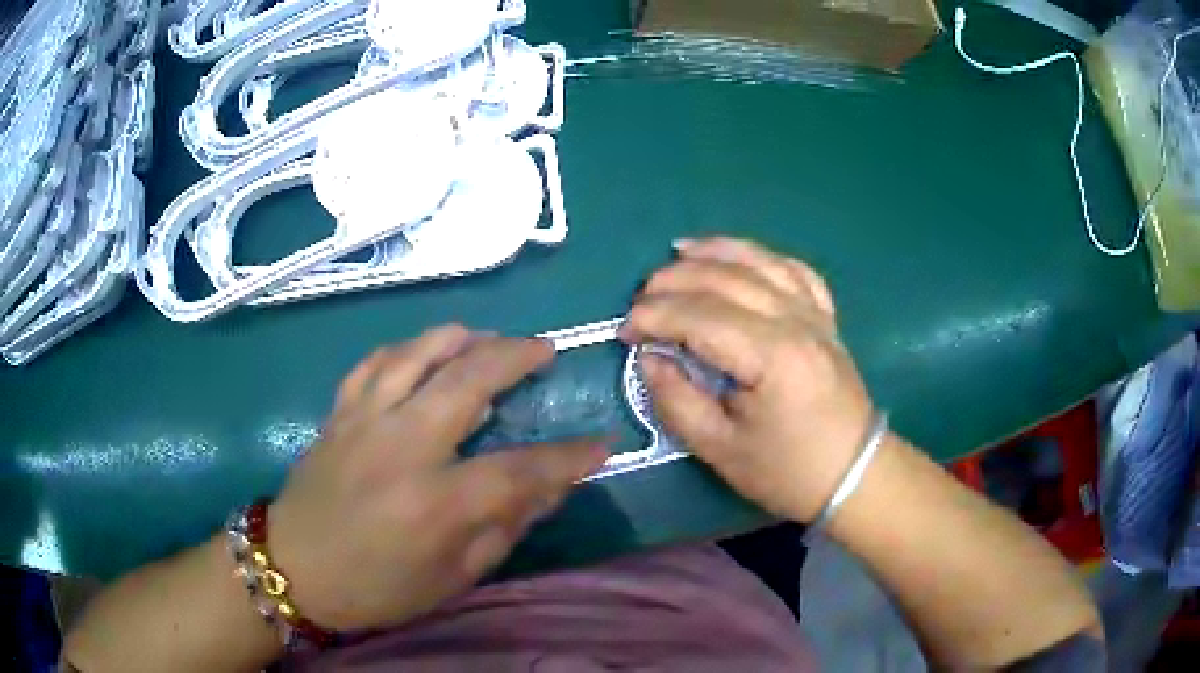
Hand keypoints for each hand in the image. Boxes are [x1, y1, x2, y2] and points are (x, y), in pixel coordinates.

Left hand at [267, 327, 607, 630]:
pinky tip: (427, 350)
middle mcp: (401, 447)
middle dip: (516, 356)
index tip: (600, 445)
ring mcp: (365, 421)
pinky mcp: (340, 412)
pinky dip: (409, 348)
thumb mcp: (451, 579)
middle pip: (469, 379)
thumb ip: (502, 530)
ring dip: (463, 337)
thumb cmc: (376, 587)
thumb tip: (549, 490)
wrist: (294, 568)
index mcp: (435, 503)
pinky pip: (376, 362)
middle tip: (545, 350)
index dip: (567, 458)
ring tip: (491, 338)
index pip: (520, 470)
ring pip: (419, 353)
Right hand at [620, 237, 873, 522]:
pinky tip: (741, 257)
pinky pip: (795, 271)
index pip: (701, 317)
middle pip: (727, 279)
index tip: (624, 332)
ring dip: (716, 251)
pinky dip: (763, 257)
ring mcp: (816, 315)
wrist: (853, 474)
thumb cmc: (787, 471)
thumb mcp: (720, 450)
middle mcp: (796, 321)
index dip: (655, 317)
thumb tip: (649, 357)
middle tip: (641, 299)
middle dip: (675, 281)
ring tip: (678, 251)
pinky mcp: (826, 319)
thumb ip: (677, 400)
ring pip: (761, 263)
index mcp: (772, 356)